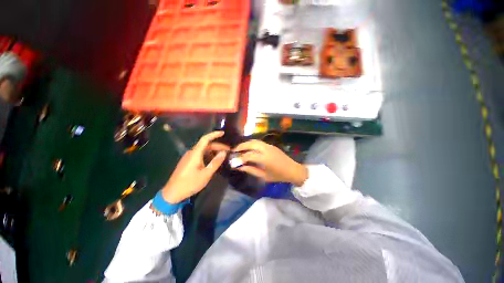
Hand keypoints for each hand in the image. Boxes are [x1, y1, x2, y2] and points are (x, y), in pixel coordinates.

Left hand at [162, 131, 228, 203]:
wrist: (172, 193)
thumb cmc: (190, 183)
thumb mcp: (206, 174)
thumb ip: (216, 162)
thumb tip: (224, 152)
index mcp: (195, 154)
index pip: (205, 139)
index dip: (214, 134)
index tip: (223, 133)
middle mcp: (191, 153)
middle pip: (206, 145)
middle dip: (217, 145)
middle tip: (228, 150)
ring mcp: (189, 157)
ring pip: (203, 150)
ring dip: (213, 150)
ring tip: (222, 155)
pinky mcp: (188, 162)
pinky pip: (200, 154)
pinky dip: (208, 155)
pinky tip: (213, 160)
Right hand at [233, 140, 307, 185]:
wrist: (293, 170)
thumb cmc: (279, 176)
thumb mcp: (264, 176)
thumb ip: (251, 170)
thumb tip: (240, 167)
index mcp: (265, 158)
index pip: (249, 155)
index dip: (240, 157)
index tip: (234, 160)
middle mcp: (267, 149)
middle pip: (251, 143)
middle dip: (241, 146)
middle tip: (234, 150)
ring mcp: (269, 146)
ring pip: (255, 141)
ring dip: (246, 143)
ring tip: (240, 148)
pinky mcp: (271, 145)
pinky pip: (259, 142)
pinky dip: (252, 144)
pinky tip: (249, 148)